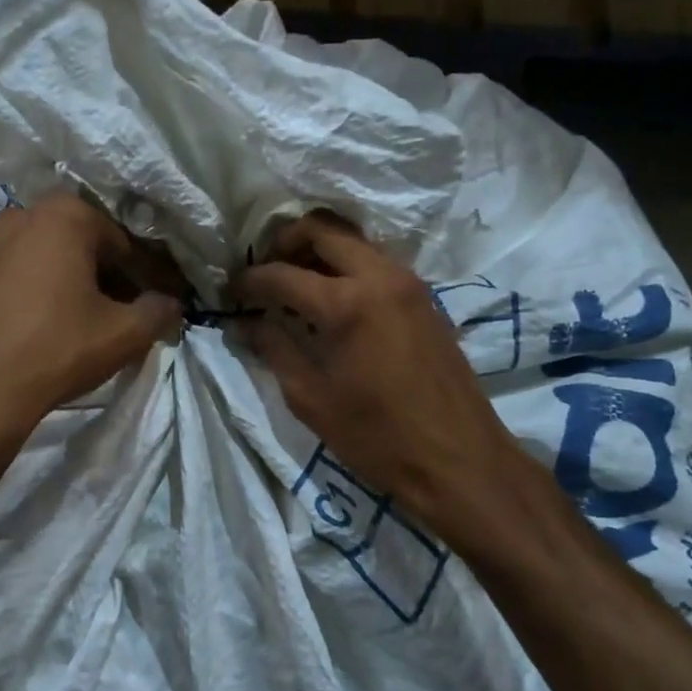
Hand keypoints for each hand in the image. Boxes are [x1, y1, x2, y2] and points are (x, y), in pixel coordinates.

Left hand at [0, 192, 182, 453]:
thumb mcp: (124, 334)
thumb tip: (170, 305)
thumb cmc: (58, 348)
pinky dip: (33, 292)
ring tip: (77, 322)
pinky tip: (39, 328)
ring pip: (44, 258)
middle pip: (79, 243)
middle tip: (114, 313)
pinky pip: (14, 276)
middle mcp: (21, 217)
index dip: (137, 274)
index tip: (143, 304)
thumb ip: (158, 312)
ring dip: (65, 281)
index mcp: (64, 216)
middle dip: (100, 273)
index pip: (119, 241)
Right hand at [237, 214, 516, 526]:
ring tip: (295, 286)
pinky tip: (332, 301)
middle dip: (285, 242)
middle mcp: (379, 277)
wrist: (460, 460)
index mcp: (346, 303)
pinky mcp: (425, 298)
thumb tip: (246, 323)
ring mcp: (408, 283)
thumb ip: (275, 349)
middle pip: (323, 229)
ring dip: (319, 251)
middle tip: (265, 272)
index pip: (282, 273)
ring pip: (354, 241)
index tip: (231, 291)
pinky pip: (376, 262)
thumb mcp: (311, 398)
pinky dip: (347, 267)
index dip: (249, 280)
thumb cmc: (377, 437)